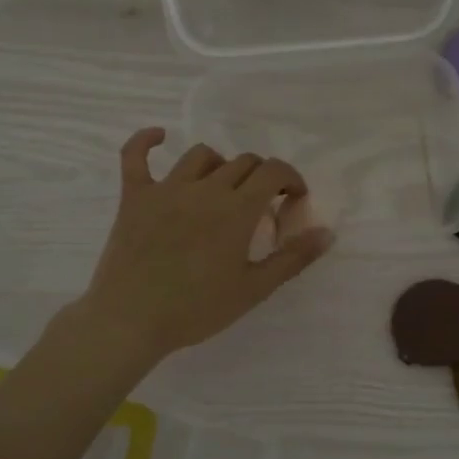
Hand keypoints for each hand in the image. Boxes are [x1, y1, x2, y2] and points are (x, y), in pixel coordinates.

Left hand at [77, 128, 333, 361]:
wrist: (131, 321)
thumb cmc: (197, 309)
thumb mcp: (254, 289)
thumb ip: (293, 258)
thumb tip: (327, 232)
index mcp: (237, 209)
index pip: (274, 171)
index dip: (291, 179)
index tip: (294, 200)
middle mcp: (205, 189)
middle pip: (243, 162)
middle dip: (261, 177)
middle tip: (262, 206)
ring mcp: (166, 189)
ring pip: (201, 155)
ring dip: (221, 165)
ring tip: (223, 188)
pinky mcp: (134, 196)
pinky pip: (135, 155)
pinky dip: (146, 141)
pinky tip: (159, 137)